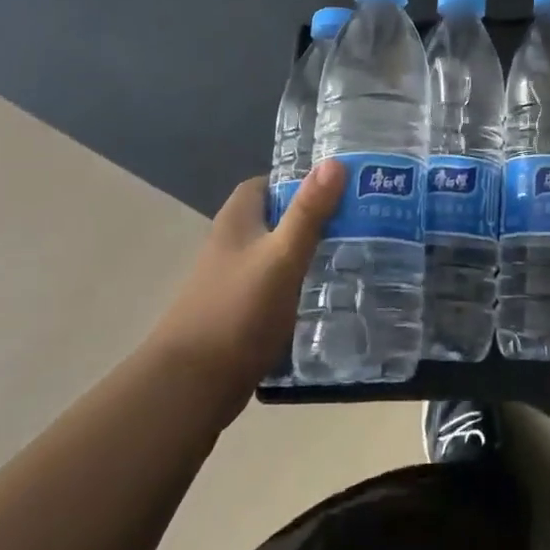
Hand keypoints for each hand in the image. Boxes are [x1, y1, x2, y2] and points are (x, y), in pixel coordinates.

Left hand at [147, 162, 341, 415]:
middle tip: (358, 222)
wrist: (191, 388)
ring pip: (277, 255)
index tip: (340, 188)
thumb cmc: (238, 311)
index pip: (267, 183)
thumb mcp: (282, 256)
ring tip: (353, 256)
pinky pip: (275, 287)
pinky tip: (327, 296)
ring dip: (308, 253)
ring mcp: (232, 281)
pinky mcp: (239, 314)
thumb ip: (308, 212)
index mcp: (236, 220)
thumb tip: (335, 162)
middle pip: (276, 218)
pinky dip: (298, 286)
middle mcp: (231, 244)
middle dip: (313, 218)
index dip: (299, 181)